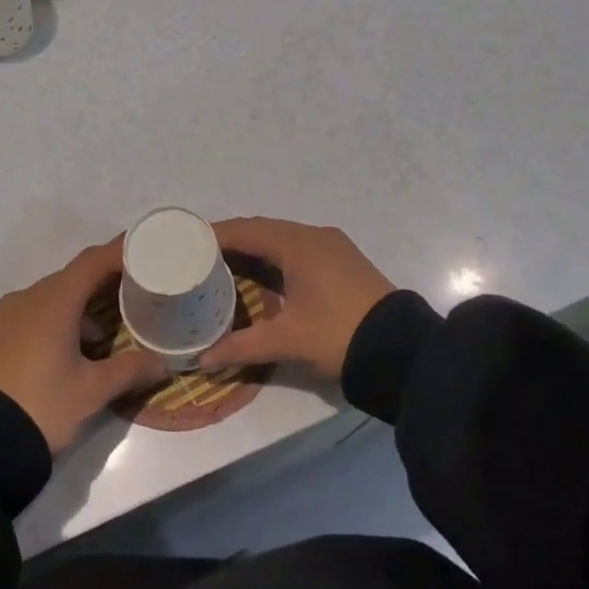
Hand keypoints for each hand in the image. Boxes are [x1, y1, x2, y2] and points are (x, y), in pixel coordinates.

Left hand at [0, 237, 169, 454]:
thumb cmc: (42, 405)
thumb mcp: (92, 391)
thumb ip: (129, 370)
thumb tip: (162, 363)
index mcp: (55, 300)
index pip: (93, 261)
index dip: (120, 251)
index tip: (145, 247)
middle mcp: (30, 297)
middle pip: (74, 276)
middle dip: (105, 280)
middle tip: (136, 289)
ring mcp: (9, 315)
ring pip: (54, 296)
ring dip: (82, 304)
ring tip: (108, 329)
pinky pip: (36, 312)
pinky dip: (61, 318)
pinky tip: (75, 348)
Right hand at [200, 219, 394, 379]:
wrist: (402, 350)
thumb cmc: (339, 335)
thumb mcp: (288, 341)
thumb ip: (241, 346)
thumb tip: (201, 359)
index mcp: (298, 244)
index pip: (245, 230)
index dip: (213, 235)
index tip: (185, 245)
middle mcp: (313, 235)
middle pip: (262, 229)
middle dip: (230, 241)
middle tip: (198, 258)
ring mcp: (331, 246)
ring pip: (281, 238)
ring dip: (253, 248)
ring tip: (222, 267)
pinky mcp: (342, 260)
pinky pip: (297, 248)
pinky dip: (273, 256)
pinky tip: (260, 276)